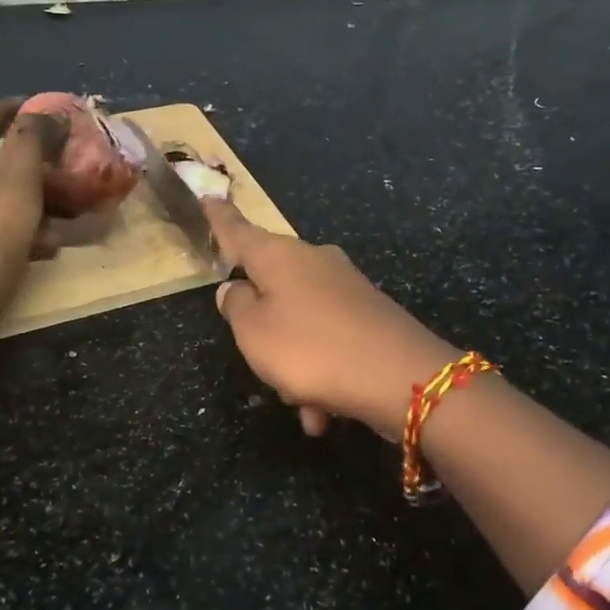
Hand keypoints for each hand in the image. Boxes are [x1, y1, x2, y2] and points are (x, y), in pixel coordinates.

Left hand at [0, 98, 63, 395]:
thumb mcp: (14, 185)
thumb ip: (30, 144)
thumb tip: (46, 113)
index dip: (10, 109)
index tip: (43, 106)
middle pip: (0, 164)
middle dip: (41, 160)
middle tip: (74, 159)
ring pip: (12, 202)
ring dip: (48, 200)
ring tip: (85, 203)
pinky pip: (14, 235)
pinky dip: (39, 233)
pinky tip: (65, 241)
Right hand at [205, 200, 459, 440]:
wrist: (401, 377)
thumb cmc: (310, 348)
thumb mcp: (254, 332)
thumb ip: (236, 307)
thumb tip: (236, 287)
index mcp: (279, 256)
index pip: (238, 232)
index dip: (220, 219)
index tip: (208, 196)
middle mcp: (314, 261)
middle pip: (272, 286)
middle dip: (264, 331)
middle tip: (264, 364)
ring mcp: (346, 287)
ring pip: (301, 326)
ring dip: (296, 368)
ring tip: (304, 408)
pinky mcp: (370, 315)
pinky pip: (329, 344)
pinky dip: (323, 376)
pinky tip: (325, 413)